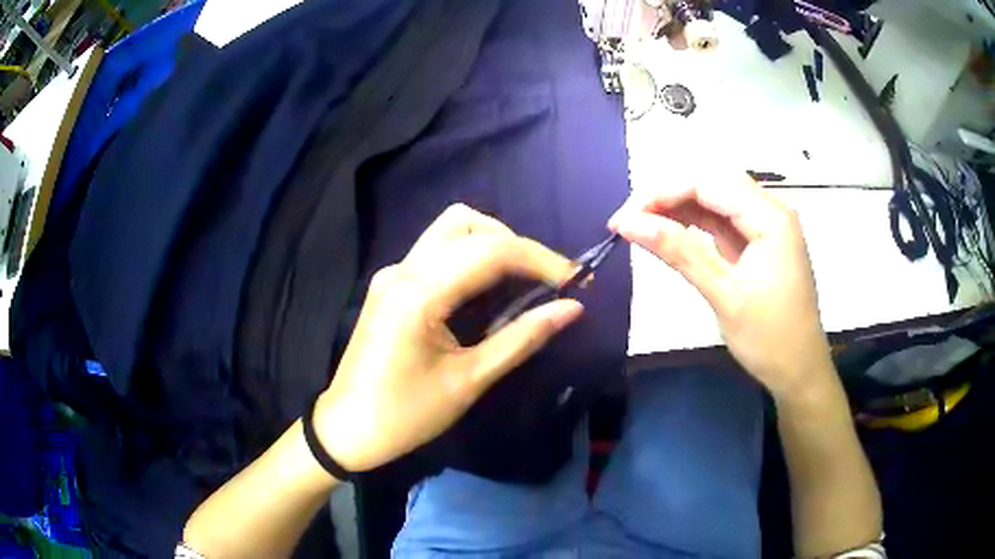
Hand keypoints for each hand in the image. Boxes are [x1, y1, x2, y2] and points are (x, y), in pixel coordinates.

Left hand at [314, 205, 582, 471]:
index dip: (542, 260)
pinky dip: (471, 258)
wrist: (347, 429)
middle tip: (549, 283)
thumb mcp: (469, 381)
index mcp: (419, 292)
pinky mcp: (391, 284)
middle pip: (469, 225)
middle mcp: (403, 269)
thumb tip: (572, 309)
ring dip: (493, 246)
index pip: (492, 251)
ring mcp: (393, 273)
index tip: (578, 281)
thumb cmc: (406, 415)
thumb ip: (522, 338)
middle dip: (518, 247)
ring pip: (452, 230)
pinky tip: (489, 290)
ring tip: (524, 283)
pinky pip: (438, 252)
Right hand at [609, 177, 833, 399]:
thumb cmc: (769, 338)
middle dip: (668, 198)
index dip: (661, 194)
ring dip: (679, 210)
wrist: (799, 373)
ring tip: (642, 225)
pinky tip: (672, 233)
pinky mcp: (759, 244)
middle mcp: (771, 211)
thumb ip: (678, 252)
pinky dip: (695, 226)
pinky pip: (723, 222)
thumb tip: (628, 223)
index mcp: (770, 217)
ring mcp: (766, 227)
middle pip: (711, 186)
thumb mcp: (723, 294)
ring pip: (716, 202)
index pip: (707, 184)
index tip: (622, 219)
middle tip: (629, 222)